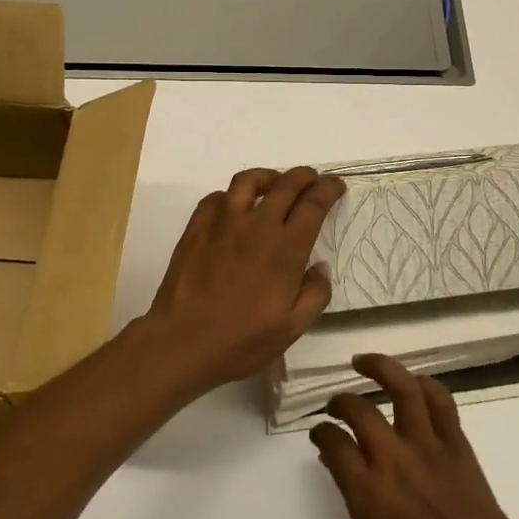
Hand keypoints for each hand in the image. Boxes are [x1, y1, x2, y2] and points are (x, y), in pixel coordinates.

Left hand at [141, 166, 345, 393]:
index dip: (328, 189)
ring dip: (268, 177)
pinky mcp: (197, 228)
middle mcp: (258, 225)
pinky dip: (231, 196)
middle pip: (286, 184)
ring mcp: (223, 223)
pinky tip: (234, 208)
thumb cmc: (242, 340)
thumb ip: (315, 294)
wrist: (183, 342)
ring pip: (248, 180)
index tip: (336, 185)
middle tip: (312, 180)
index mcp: (286, 248)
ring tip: (274, 185)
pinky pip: (216, 197)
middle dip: (305, 176)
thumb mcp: (293, 328)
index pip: (313, 203)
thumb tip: (319, 267)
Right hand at [312, 355, 518, 518]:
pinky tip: (411, 380)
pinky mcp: (454, 439)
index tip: (320, 431)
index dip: (322, 432)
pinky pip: (438, 399)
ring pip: (402, 388)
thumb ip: (352, 489)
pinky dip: (423, 383)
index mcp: (369, 490)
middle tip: (335, 403)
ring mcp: (427, 444)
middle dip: (340, 401)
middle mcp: (394, 458)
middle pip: (359, 410)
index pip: (334, 444)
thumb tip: (335, 456)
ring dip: (379, 368)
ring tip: (363, 361)